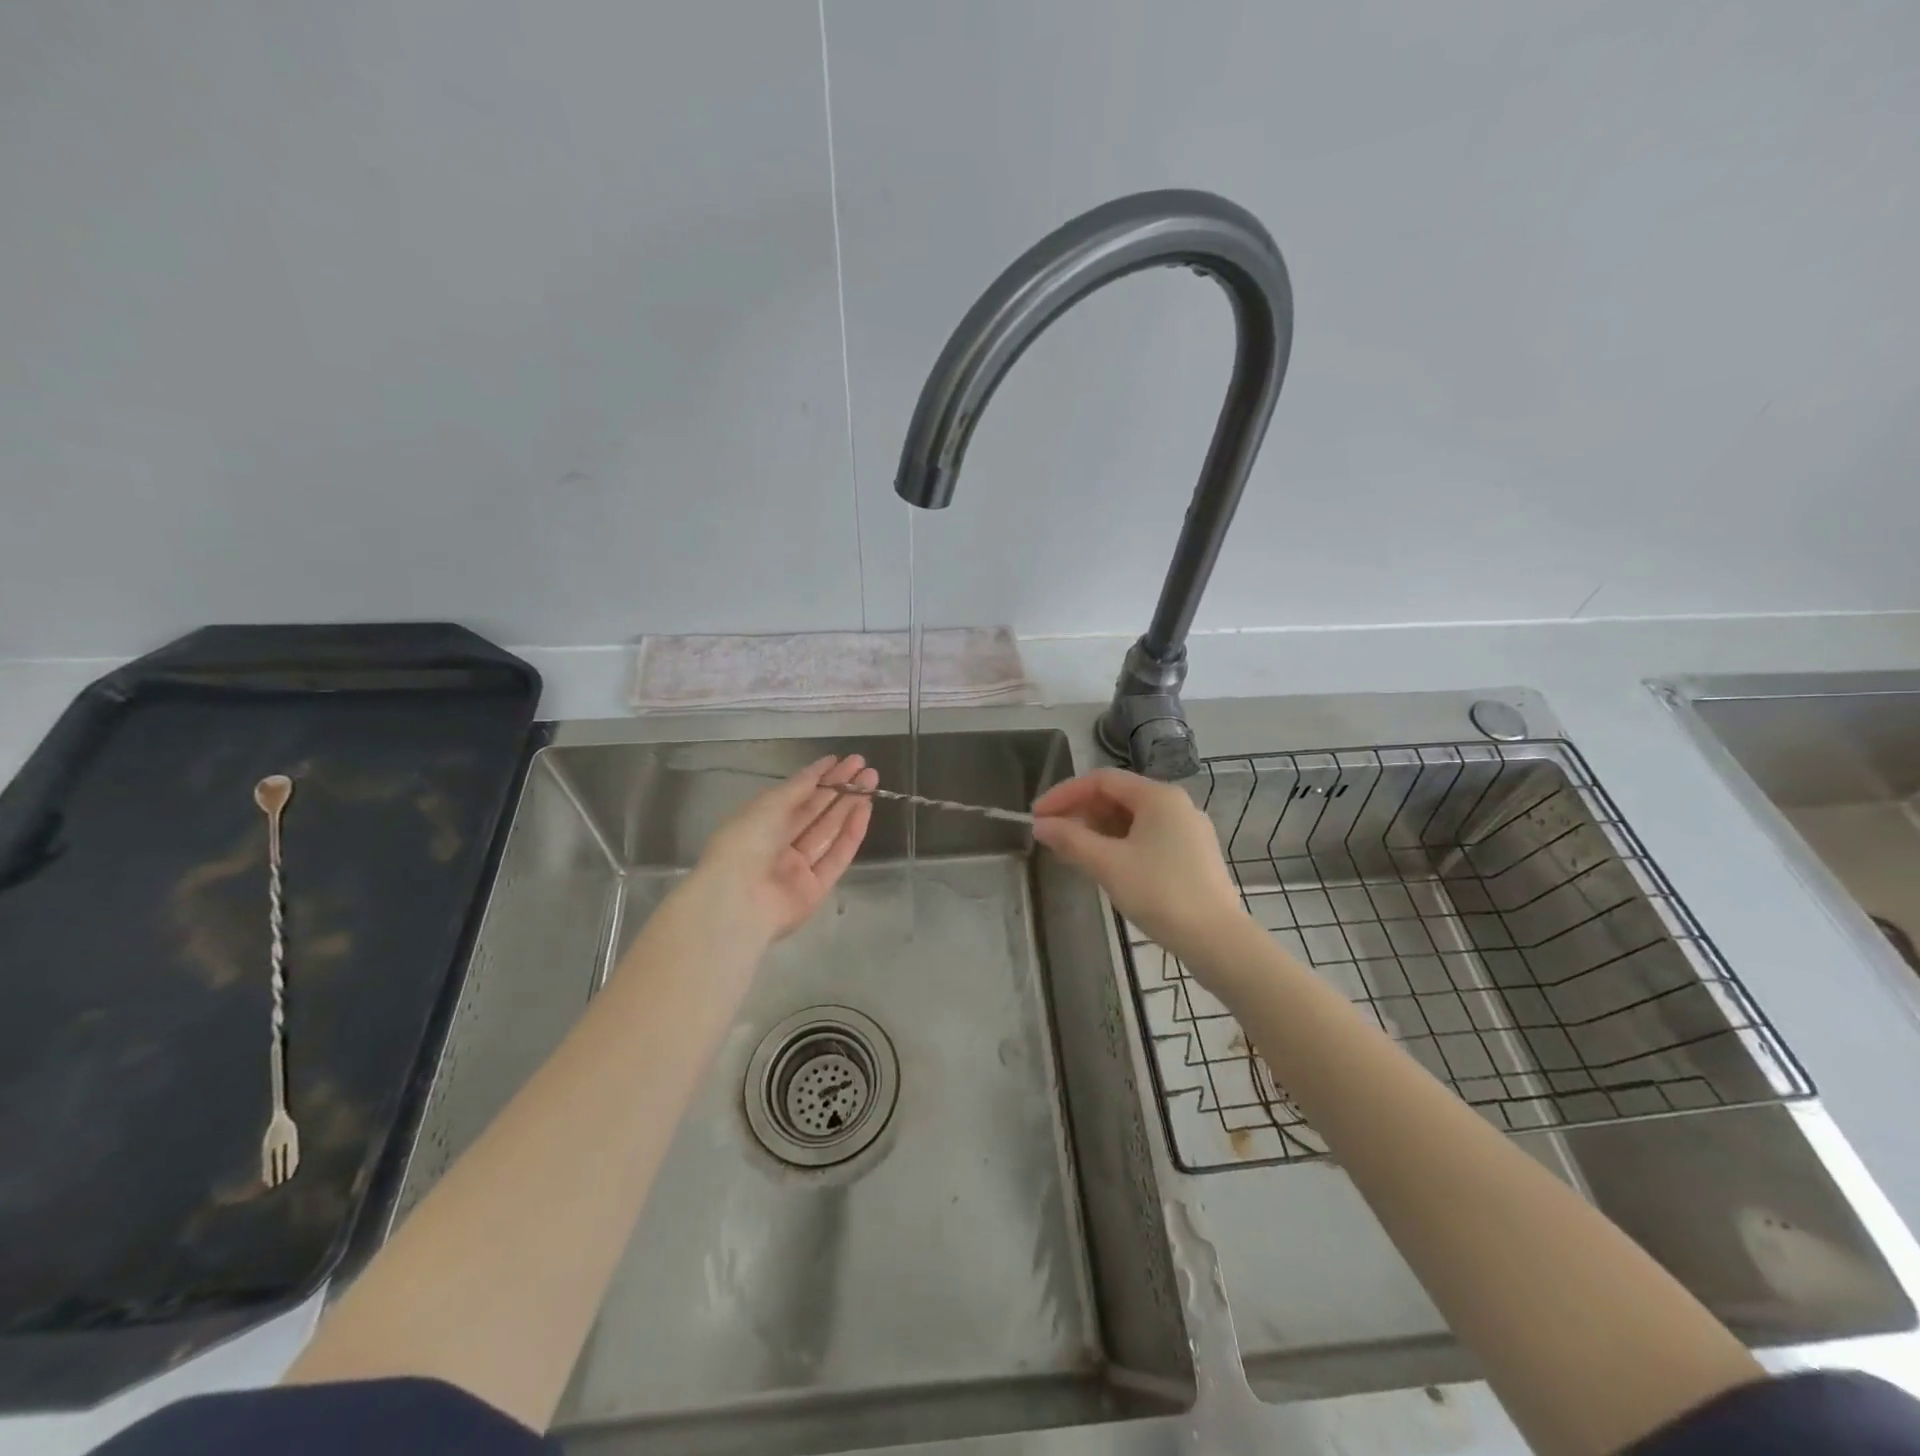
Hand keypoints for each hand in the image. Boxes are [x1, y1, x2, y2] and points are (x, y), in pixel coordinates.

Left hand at [686, 755, 877, 945]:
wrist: (738, 900)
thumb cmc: (745, 843)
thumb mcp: (768, 805)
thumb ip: (798, 787)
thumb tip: (819, 769)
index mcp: (759, 822)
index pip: (794, 796)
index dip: (817, 777)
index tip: (839, 760)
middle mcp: (779, 844)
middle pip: (815, 811)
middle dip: (839, 787)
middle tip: (864, 765)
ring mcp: (798, 867)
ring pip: (829, 831)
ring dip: (850, 804)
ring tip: (872, 780)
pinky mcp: (817, 888)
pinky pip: (837, 855)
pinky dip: (852, 832)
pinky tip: (865, 808)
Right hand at [1032, 768, 1246, 963]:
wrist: (1217, 940)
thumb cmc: (1160, 893)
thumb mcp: (1108, 864)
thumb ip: (1071, 840)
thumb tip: (1040, 825)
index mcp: (1158, 796)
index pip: (1101, 780)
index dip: (1064, 794)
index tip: (1037, 816)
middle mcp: (1176, 805)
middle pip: (1118, 796)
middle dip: (1080, 812)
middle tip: (1051, 835)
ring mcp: (1188, 830)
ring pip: (1132, 819)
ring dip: (1098, 829)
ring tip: (1072, 851)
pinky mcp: (1192, 855)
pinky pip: (1147, 837)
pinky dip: (1119, 843)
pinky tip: (1104, 864)